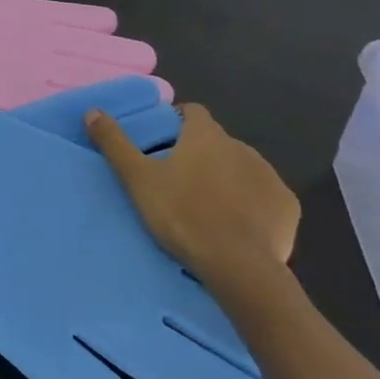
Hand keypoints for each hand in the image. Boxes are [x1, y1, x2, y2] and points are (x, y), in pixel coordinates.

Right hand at [85, 103, 298, 288]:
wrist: (239, 267)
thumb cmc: (183, 215)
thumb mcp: (138, 179)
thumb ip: (115, 143)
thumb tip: (92, 111)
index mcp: (206, 135)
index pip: (192, 112)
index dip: (176, 122)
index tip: (162, 144)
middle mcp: (241, 146)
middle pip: (216, 142)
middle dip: (201, 155)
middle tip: (178, 182)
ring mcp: (268, 176)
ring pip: (241, 168)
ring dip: (227, 179)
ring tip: (207, 207)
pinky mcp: (287, 207)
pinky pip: (264, 196)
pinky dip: (252, 204)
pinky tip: (238, 225)